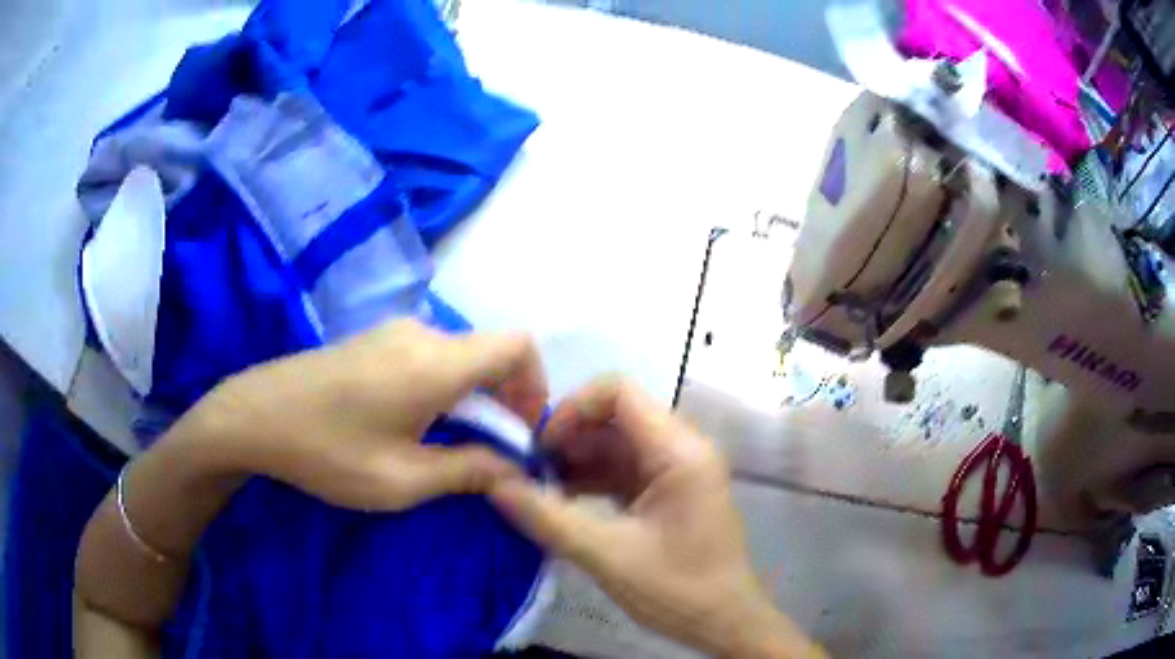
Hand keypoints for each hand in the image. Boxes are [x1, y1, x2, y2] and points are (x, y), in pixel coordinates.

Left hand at [198, 318, 547, 510]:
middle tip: (489, 450)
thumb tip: (515, 470)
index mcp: (436, 363)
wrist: (255, 416)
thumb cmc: (328, 452)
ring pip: (459, 355)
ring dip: (471, 395)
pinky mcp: (372, 339)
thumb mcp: (402, 479)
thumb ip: (468, 471)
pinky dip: (443, 386)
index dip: (534, 385)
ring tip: (448, 442)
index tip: (521, 430)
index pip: (517, 346)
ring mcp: (393, 332)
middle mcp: (421, 334)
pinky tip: (412, 422)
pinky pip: (428, 355)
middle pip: (489, 352)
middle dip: (504, 399)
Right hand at [488, 379, 820, 657]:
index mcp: (679, 452)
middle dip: (568, 436)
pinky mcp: (667, 491)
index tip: (538, 445)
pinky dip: (590, 479)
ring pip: (616, 443)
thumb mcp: (607, 555)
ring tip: (535, 486)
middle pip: (615, 416)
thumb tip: (492, 483)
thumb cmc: (678, 590)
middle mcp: (681, 449)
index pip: (620, 392)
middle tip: (526, 468)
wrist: (723, 622)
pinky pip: (622, 469)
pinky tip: (558, 501)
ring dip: (575, 459)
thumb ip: (548, 517)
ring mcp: (676, 470)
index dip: (573, 408)